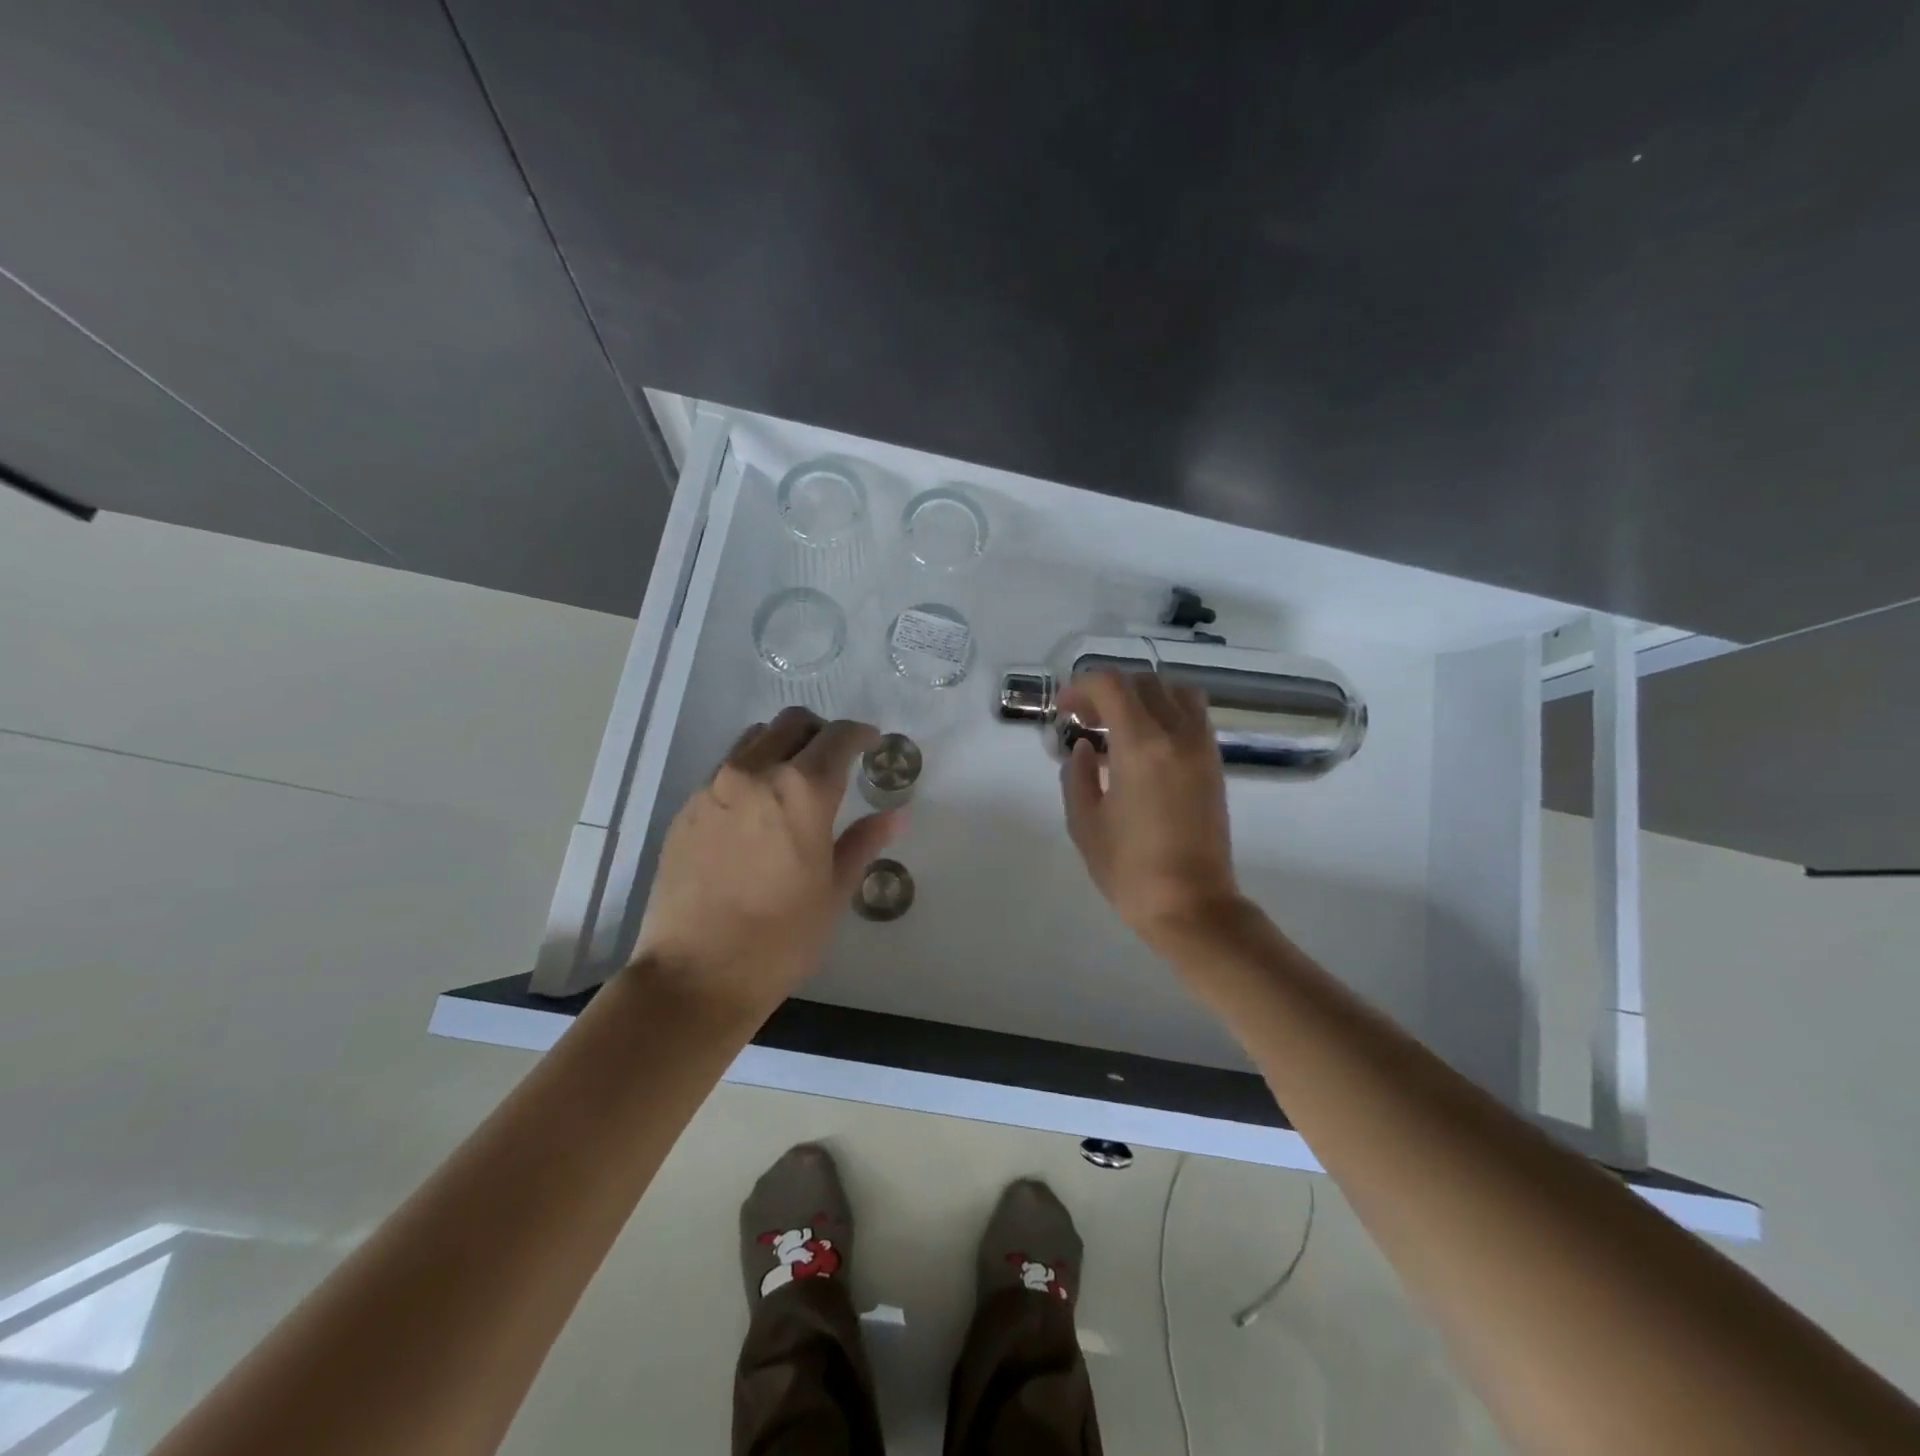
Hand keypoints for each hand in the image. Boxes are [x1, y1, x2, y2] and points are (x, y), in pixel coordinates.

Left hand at [631, 707, 897, 1016]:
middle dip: (821, 732)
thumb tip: (896, 815)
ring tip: (794, 781)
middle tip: (836, 760)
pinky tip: (756, 812)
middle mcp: (755, 774)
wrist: (695, 975)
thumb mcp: (834, 891)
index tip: (871, 743)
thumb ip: (863, 842)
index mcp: (802, 791)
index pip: (838, 737)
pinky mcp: (686, 808)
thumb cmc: (780, 939)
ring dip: (782, 745)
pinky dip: (750, 771)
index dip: (861, 734)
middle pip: (792, 723)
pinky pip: (725, 768)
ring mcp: (714, 787)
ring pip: (754, 739)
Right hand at [1058, 672, 1242, 948]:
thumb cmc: (1130, 869)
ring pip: (1174, 692)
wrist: (1192, 905)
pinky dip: (1165, 712)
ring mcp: (1202, 747)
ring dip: (1141, 696)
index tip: (1063, 710)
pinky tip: (1144, 744)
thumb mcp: (1085, 823)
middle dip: (1107, 691)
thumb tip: (1084, 748)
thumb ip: (1077, 775)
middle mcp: (1177, 734)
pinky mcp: (1214, 763)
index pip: (1111, 685)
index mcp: (1141, 745)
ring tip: (1118, 724)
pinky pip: (1192, 715)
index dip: (1080, 687)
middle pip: (1143, 682)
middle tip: (1083, 718)